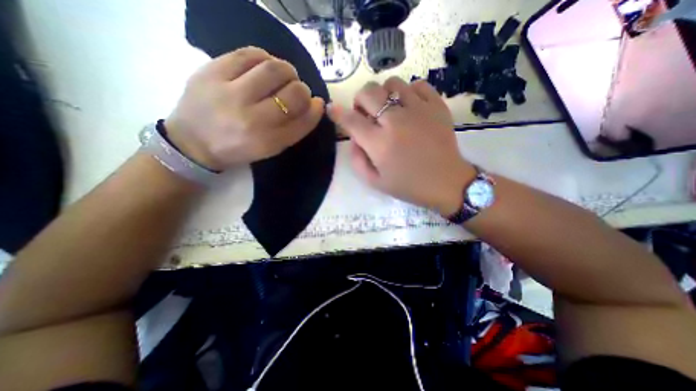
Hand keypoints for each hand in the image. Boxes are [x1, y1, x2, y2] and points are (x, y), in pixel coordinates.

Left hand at [165, 46, 324, 170]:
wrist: (193, 143)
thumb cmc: (240, 149)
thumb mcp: (271, 148)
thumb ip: (294, 129)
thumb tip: (315, 104)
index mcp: (268, 142)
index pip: (303, 121)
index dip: (315, 110)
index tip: (317, 103)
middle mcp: (252, 119)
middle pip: (293, 94)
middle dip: (303, 90)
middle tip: (298, 91)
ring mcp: (230, 93)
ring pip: (274, 69)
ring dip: (288, 71)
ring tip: (284, 77)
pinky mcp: (212, 72)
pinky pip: (249, 54)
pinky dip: (265, 58)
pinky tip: (265, 67)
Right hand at [330, 76, 475, 215]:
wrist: (446, 183)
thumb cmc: (409, 186)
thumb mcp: (375, 182)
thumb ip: (357, 161)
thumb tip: (354, 139)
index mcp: (379, 143)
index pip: (351, 120)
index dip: (337, 113)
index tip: (332, 109)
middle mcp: (396, 121)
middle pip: (369, 92)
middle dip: (360, 100)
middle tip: (365, 114)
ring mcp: (418, 110)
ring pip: (392, 83)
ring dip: (383, 94)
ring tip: (388, 109)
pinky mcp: (437, 106)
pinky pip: (418, 85)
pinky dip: (409, 92)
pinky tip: (409, 107)